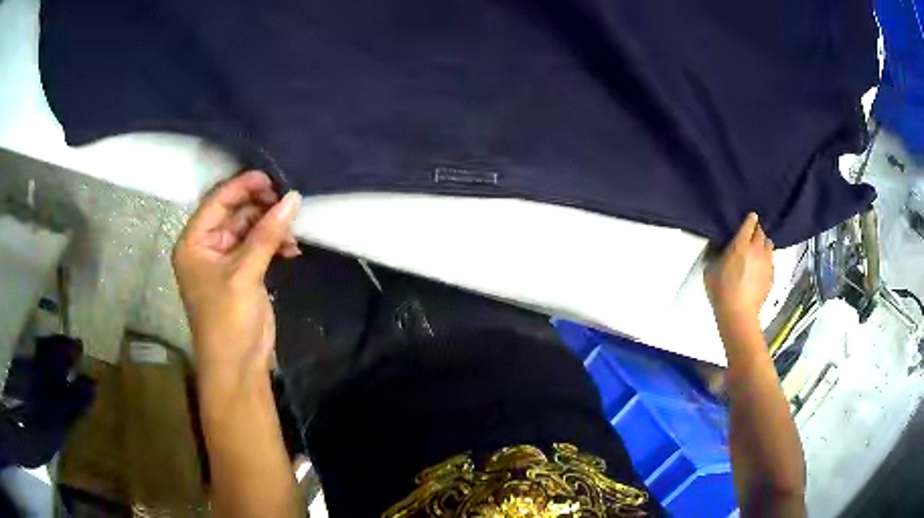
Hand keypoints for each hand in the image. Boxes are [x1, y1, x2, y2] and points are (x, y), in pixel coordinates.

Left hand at [172, 171, 301, 386]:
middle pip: (234, 212)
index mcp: (194, 242)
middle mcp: (207, 246)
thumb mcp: (245, 273)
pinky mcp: (243, 272)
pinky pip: (259, 246)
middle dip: (260, 207)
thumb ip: (267, 234)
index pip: (216, 201)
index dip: (242, 186)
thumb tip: (293, 198)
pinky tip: (292, 248)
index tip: (271, 178)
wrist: (238, 364)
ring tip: (293, 229)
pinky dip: (274, 243)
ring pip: (249, 228)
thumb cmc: (228, 318)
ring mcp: (225, 259)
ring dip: (271, 226)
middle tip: (288, 202)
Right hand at [705, 213, 774, 324]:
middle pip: (761, 232)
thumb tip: (720, 246)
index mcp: (741, 244)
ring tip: (757, 252)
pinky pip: (771, 261)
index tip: (749, 219)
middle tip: (750, 237)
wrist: (738, 314)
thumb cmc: (721, 291)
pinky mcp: (772, 275)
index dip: (750, 219)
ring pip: (769, 244)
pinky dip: (766, 260)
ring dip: (763, 245)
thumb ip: (717, 254)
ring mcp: (767, 262)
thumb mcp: (710, 269)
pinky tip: (759, 269)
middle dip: (756, 232)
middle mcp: (757, 249)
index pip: (750, 223)